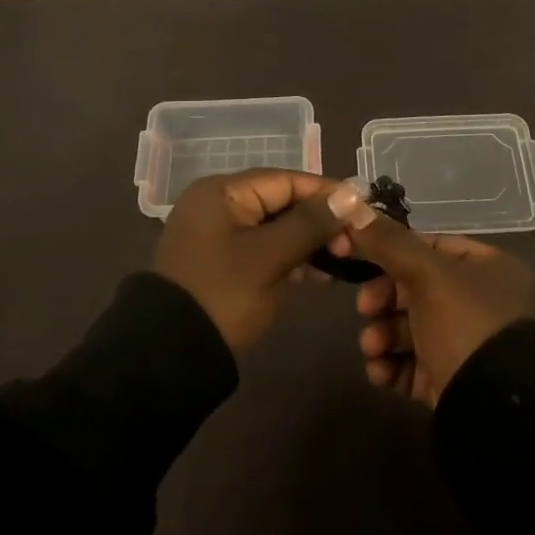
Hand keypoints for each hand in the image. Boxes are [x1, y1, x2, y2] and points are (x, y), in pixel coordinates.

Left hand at [154, 169, 357, 351]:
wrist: (171, 354)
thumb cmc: (223, 294)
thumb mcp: (270, 257)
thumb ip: (311, 223)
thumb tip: (352, 194)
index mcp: (222, 191)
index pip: (286, 180)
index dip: (327, 193)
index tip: (363, 210)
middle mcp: (218, 203)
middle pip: (281, 201)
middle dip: (319, 221)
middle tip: (353, 244)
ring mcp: (218, 232)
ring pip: (275, 226)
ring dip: (308, 242)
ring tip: (342, 261)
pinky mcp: (222, 260)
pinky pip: (263, 247)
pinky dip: (289, 257)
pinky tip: (318, 275)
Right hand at [336, 201, 534, 405]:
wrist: (495, 413)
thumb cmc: (467, 326)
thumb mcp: (427, 275)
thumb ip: (388, 242)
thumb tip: (348, 203)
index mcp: (488, 270)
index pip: (431, 248)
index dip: (392, 252)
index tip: (360, 261)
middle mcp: (482, 304)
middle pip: (417, 290)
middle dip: (383, 301)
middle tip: (365, 310)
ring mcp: (468, 346)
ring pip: (411, 330)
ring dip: (383, 335)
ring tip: (372, 348)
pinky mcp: (454, 384)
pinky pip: (414, 366)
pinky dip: (393, 366)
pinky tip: (380, 373)